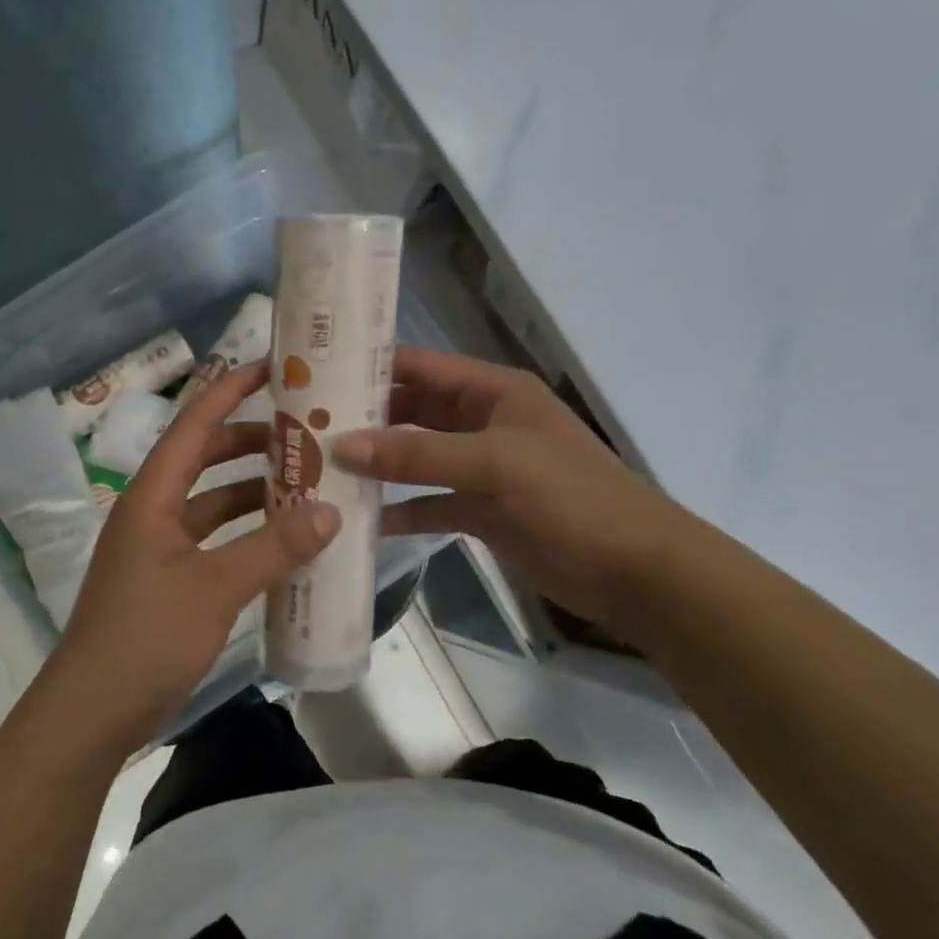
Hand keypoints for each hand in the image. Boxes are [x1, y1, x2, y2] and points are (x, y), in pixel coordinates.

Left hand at [41, 361, 339, 754]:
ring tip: (307, 485)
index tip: (272, 369)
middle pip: (204, 459)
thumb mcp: (215, 588)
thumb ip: (273, 548)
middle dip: (250, 443)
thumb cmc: (146, 637)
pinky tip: (283, 543)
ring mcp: (158, 548)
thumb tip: (331, 511)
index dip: (230, 391)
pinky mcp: (167, 581)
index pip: (193, 425)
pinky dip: (246, 535)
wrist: (92, 712)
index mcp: (152, 496)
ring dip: (253, 492)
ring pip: (212, 502)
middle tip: (305, 435)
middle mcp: (152, 511)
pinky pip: (213, 541)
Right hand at [333, 347, 684, 624]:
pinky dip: (399, 510)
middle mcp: (481, 422)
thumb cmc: (571, 498)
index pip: (419, 365)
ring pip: (414, 459)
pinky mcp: (480, 510)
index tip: (314, 376)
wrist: (636, 573)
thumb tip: (341, 447)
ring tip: (319, 471)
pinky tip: (361, 520)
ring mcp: (479, 468)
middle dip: (362, 420)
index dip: (369, 367)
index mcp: (491, 391)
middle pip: (410, 412)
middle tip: (303, 430)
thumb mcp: (494, 464)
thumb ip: (417, 454)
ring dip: (375, 466)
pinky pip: (427, 503)